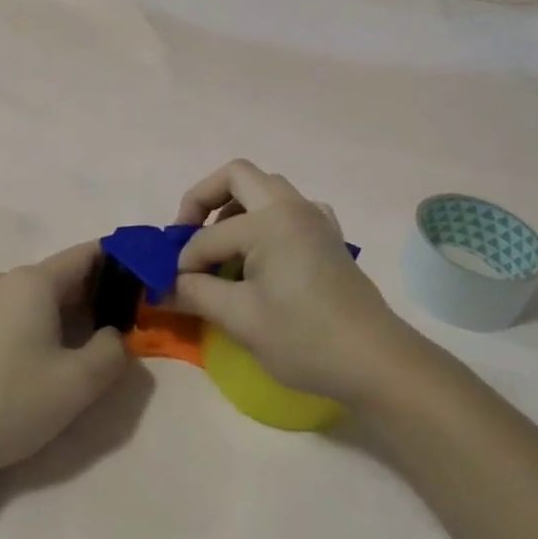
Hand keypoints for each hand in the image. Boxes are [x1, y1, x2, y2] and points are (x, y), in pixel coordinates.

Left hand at [0, 242, 129, 484]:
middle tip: (128, 325)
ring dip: (70, 313)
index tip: (148, 287)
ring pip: (40, 295)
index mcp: (33, 281)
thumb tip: (113, 336)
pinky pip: (17, 311)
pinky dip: (42, 323)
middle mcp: (5, 280)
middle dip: (99, 294)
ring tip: (92, 346)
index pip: (90, 254)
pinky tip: (49, 357)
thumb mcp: (79, 383)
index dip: (124, 265)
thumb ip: (112, 351)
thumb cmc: (10, 401)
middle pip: (64, 274)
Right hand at [172, 160, 412, 406]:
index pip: (209, 235)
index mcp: (271, 220)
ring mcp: (316, 219)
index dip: (184, 261)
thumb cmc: (304, 338)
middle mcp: (293, 207)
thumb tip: (161, 288)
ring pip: (265, 189)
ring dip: (234, 207)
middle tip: (186, 234)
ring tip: (219, 248)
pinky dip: (264, 220)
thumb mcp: (241, 318)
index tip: (172, 288)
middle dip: (203, 199)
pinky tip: (259, 255)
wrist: (376, 362)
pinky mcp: (328, 238)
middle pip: (237, 176)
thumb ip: (195, 294)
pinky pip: (288, 209)